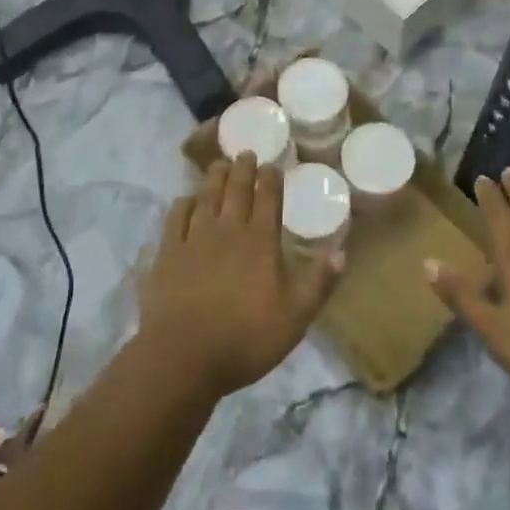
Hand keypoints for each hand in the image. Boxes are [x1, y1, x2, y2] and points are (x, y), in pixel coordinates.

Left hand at [138, 153, 342, 400]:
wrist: (183, 356)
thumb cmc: (246, 339)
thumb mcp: (295, 317)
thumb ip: (319, 282)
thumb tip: (342, 251)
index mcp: (260, 242)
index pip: (268, 199)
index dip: (271, 179)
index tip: (272, 165)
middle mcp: (227, 230)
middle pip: (236, 190)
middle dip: (243, 168)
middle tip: (246, 153)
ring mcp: (194, 239)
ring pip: (206, 197)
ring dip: (214, 177)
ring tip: (219, 163)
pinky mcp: (167, 252)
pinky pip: (176, 217)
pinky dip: (184, 203)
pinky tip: (187, 199)